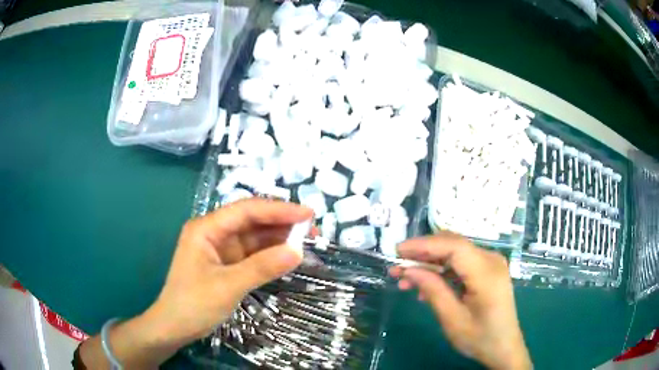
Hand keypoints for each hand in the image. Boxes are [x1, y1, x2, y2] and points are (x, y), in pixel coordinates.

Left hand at [147, 198, 312, 343]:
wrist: (174, 327)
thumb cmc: (193, 304)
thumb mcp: (228, 286)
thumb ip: (262, 267)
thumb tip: (298, 251)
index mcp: (207, 228)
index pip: (246, 210)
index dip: (278, 210)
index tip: (308, 214)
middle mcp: (214, 233)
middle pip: (251, 221)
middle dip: (281, 223)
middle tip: (312, 229)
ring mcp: (220, 249)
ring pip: (254, 237)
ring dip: (278, 239)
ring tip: (307, 241)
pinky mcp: (226, 264)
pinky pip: (252, 254)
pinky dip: (270, 255)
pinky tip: (287, 255)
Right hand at [389, 232, 530, 369]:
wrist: (504, 347)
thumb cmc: (480, 338)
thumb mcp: (453, 319)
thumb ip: (433, 290)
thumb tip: (409, 270)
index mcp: (486, 272)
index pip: (453, 246)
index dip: (424, 245)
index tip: (398, 251)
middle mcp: (491, 260)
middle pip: (453, 244)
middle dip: (423, 252)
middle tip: (397, 266)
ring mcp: (491, 264)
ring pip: (455, 253)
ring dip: (430, 263)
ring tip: (406, 279)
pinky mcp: (487, 271)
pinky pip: (461, 264)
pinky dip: (441, 271)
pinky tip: (426, 286)